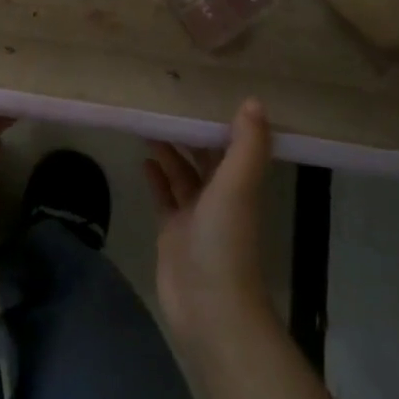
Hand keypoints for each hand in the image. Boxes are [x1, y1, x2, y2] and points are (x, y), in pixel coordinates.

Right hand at [144, 98, 275, 353]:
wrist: (210, 306)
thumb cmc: (225, 240)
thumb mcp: (238, 187)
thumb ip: (247, 146)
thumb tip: (254, 101)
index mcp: (240, 185)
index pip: (232, 145)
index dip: (220, 121)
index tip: (202, 92)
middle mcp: (220, 197)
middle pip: (205, 158)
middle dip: (190, 134)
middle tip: (166, 103)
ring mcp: (195, 216)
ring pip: (182, 175)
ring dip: (170, 152)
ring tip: (150, 126)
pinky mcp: (173, 232)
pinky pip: (164, 197)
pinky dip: (157, 178)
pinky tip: (144, 160)